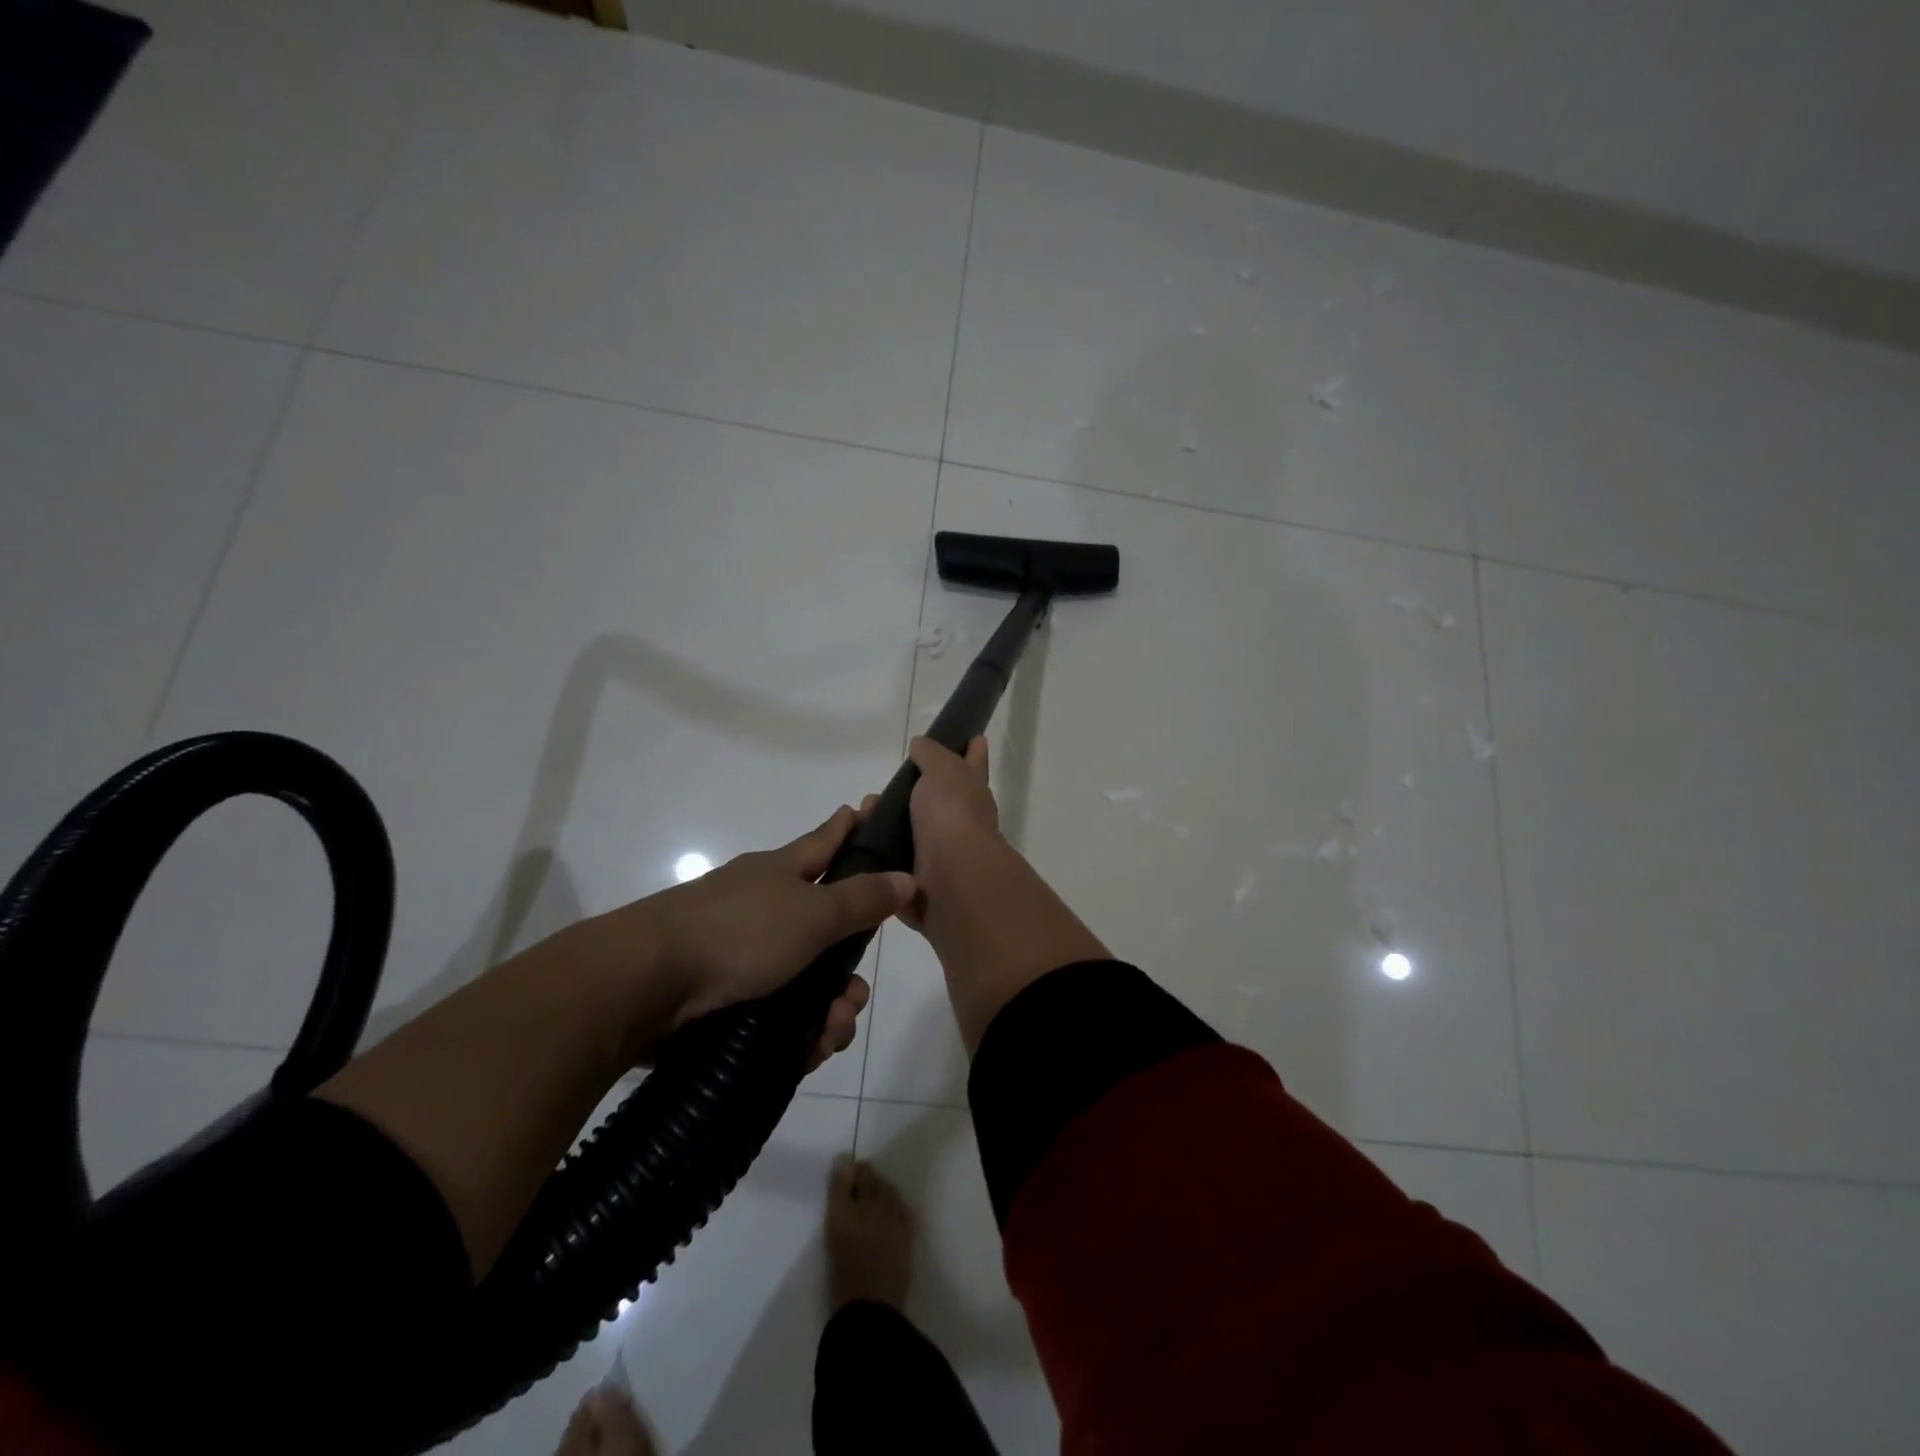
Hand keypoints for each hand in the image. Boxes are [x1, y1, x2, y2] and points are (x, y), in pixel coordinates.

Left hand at [638, 806, 913, 1066]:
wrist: (647, 983)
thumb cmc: (739, 932)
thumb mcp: (813, 913)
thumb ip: (863, 899)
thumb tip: (907, 877)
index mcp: (783, 872)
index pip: (826, 841)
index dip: (849, 826)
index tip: (866, 808)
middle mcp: (765, 907)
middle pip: (826, 929)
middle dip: (848, 968)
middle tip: (855, 994)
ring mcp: (743, 952)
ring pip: (807, 979)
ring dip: (828, 1009)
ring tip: (829, 1031)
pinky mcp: (727, 995)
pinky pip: (780, 1014)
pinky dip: (798, 1032)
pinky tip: (806, 1050)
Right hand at [857, 738, 1000, 931]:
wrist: (951, 880)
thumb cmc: (951, 816)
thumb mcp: (943, 770)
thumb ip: (931, 754)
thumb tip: (921, 745)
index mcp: (972, 794)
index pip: (974, 764)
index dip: (973, 752)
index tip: (973, 738)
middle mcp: (961, 824)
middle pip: (934, 803)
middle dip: (905, 797)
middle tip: (873, 795)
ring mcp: (942, 856)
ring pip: (908, 835)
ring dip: (883, 827)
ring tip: (858, 819)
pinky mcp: (920, 884)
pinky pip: (893, 866)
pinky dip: (876, 858)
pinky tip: (855, 848)